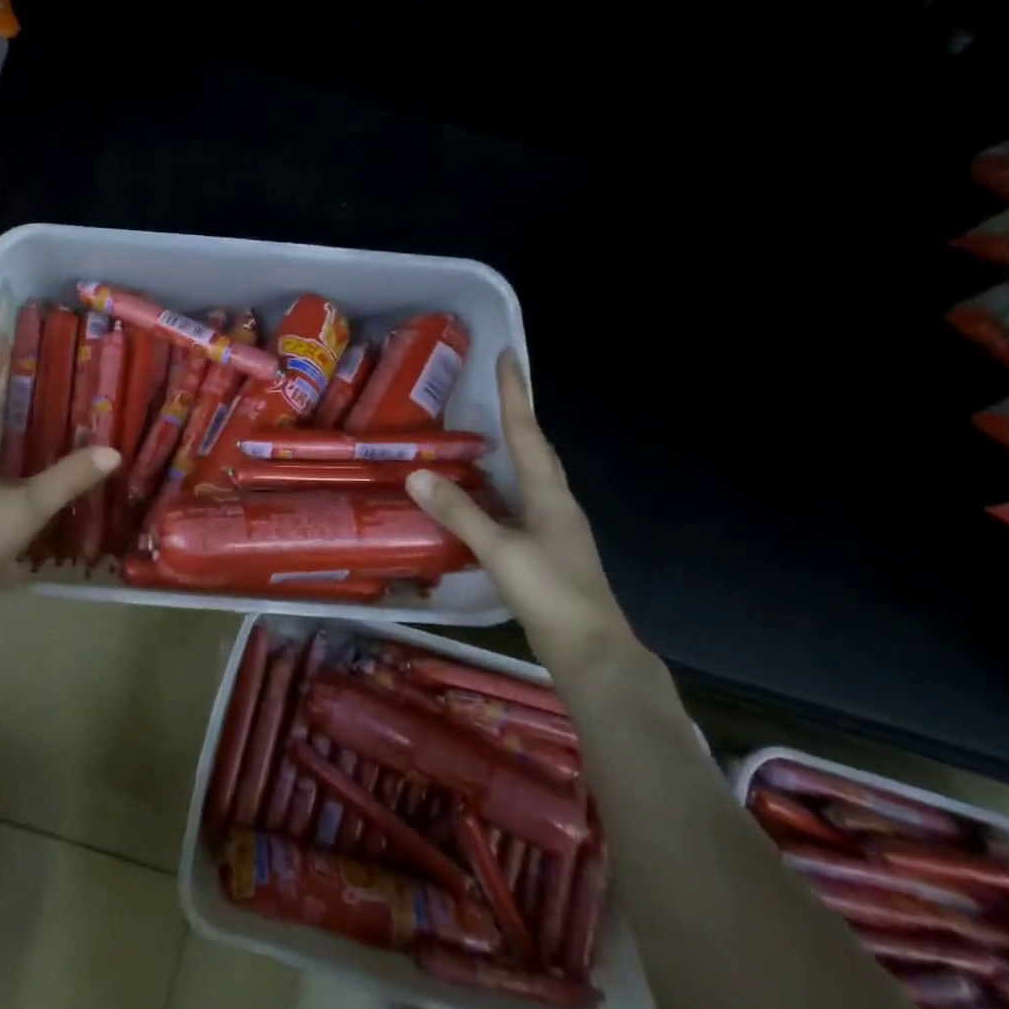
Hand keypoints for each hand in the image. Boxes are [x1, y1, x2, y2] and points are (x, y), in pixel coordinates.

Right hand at [407, 351, 632, 673]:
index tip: (510, 356)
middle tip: (497, 389)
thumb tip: (416, 474)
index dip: (517, 394)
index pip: (528, 433)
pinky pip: (523, 503)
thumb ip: (459, 512)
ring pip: (532, 477)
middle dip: (519, 416)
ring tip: (485, 435)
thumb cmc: (550, 593)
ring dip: (513, 451)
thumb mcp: (499, 550)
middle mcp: (557, 504)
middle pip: (537, 450)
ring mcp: (556, 529)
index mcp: (549, 495)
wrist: (592, 651)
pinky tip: (486, 498)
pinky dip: (504, 488)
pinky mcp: (549, 551)